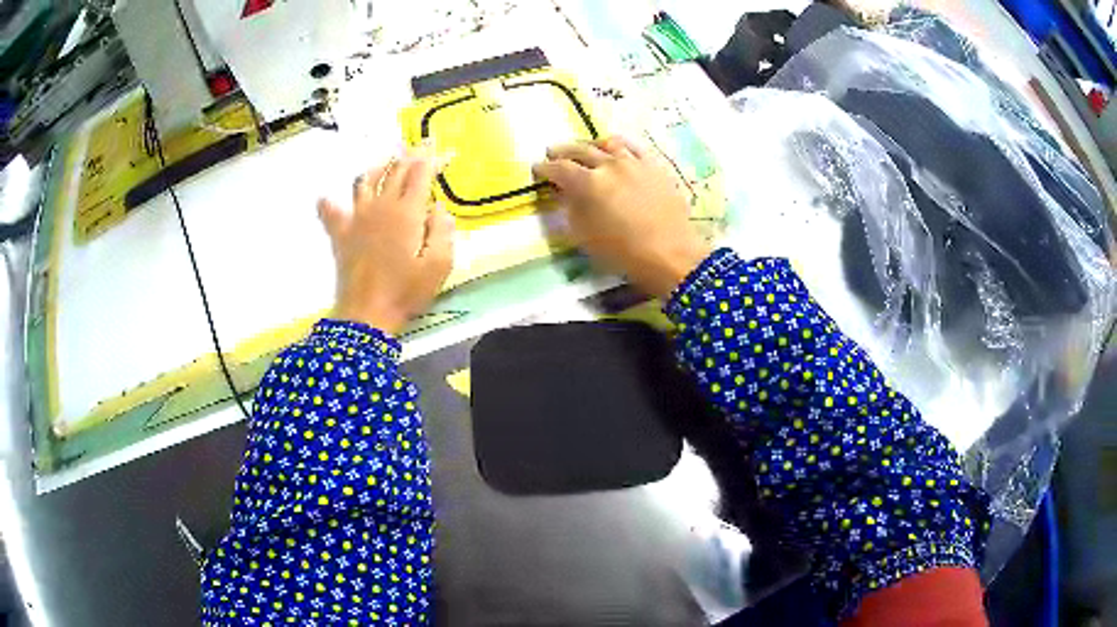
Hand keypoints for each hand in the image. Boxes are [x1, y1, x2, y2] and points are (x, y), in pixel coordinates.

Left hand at [318, 152, 454, 334]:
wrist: (367, 315)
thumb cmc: (406, 291)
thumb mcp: (439, 265)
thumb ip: (443, 231)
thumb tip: (440, 207)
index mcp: (407, 212)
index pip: (420, 174)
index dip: (432, 160)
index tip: (442, 152)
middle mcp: (381, 206)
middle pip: (395, 171)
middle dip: (409, 155)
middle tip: (419, 146)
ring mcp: (357, 218)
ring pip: (364, 180)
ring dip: (377, 167)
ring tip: (385, 161)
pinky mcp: (341, 234)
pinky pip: (330, 211)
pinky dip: (328, 202)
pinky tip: (326, 197)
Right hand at [533, 136, 710, 299]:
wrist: (671, 253)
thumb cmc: (623, 252)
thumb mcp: (585, 236)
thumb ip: (572, 209)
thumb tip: (566, 193)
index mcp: (589, 183)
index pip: (560, 168)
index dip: (545, 168)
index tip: (537, 168)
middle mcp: (610, 165)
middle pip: (581, 150)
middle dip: (563, 151)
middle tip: (553, 152)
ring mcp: (634, 162)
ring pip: (607, 144)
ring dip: (590, 145)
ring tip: (584, 148)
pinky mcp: (654, 166)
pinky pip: (633, 148)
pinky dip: (619, 146)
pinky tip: (616, 148)